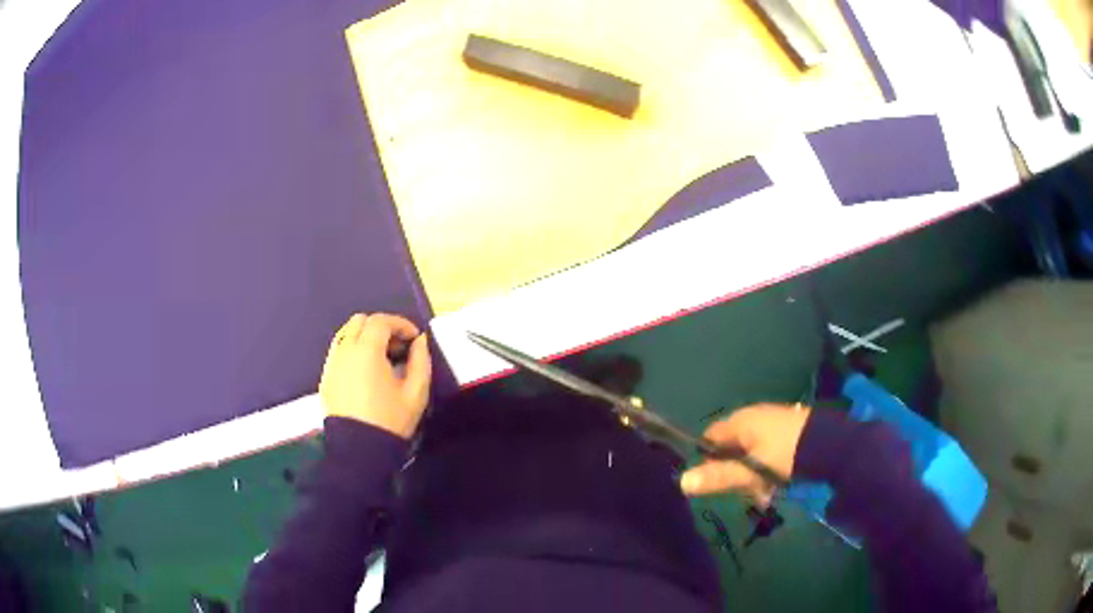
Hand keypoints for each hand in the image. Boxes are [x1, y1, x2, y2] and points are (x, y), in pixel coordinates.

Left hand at [319, 313, 431, 438]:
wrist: (359, 450)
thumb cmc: (390, 421)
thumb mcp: (416, 393)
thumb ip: (421, 361)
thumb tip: (420, 341)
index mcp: (366, 351)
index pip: (381, 321)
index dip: (401, 323)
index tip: (414, 338)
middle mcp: (344, 351)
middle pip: (360, 321)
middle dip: (381, 327)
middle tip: (398, 346)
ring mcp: (331, 363)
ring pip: (345, 334)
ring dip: (364, 337)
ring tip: (381, 357)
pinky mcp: (325, 377)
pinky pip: (338, 351)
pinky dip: (352, 350)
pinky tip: (365, 371)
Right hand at [680, 403, 809, 505]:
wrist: (830, 445)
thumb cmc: (785, 456)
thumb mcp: (750, 471)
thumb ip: (719, 476)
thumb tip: (681, 482)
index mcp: (741, 420)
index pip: (710, 437)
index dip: (708, 459)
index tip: (715, 481)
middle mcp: (755, 416)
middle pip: (732, 447)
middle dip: (736, 472)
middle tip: (746, 492)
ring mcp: (774, 421)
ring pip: (752, 452)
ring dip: (755, 475)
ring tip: (767, 494)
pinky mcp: (790, 429)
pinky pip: (769, 451)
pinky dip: (770, 468)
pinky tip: (780, 483)